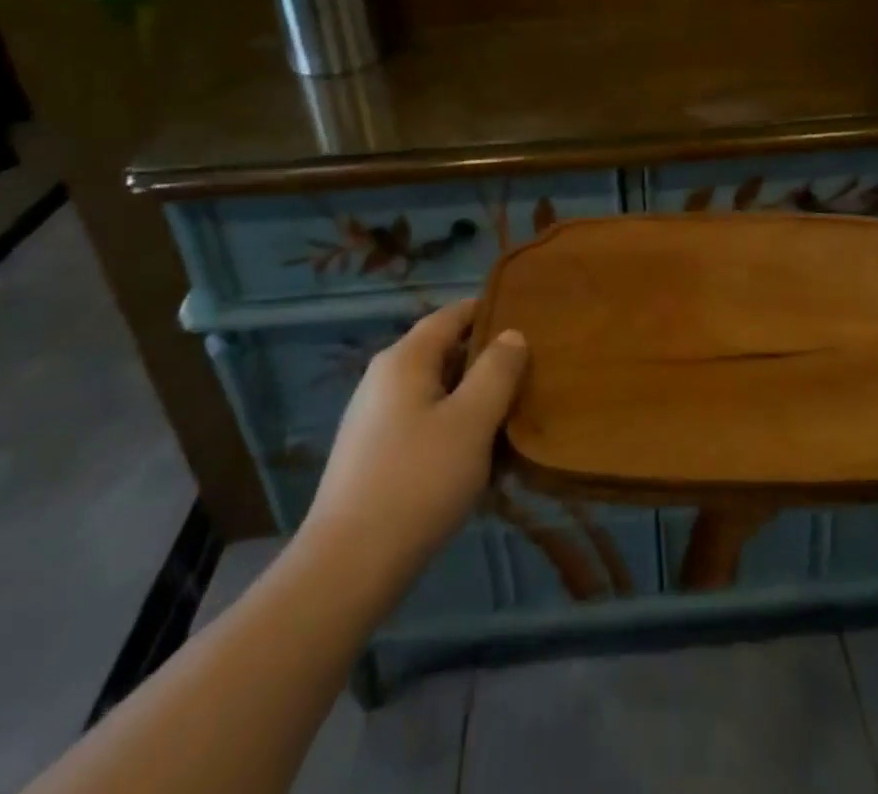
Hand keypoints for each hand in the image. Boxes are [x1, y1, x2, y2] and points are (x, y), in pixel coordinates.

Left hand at [297, 302, 527, 606]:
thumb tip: (511, 335)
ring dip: (471, 398)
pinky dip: (451, 426)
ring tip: (510, 417)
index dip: (488, 311)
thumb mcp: (472, 421)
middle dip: (485, 360)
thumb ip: (497, 371)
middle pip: (443, 352)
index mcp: (405, 359)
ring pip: (434, 391)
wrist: (348, 566)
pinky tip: (474, 457)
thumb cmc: (419, 480)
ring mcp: (372, 417)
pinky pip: (422, 422)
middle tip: (529, 372)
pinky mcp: (371, 454)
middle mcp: (383, 378)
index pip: (452, 315)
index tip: (526, 317)